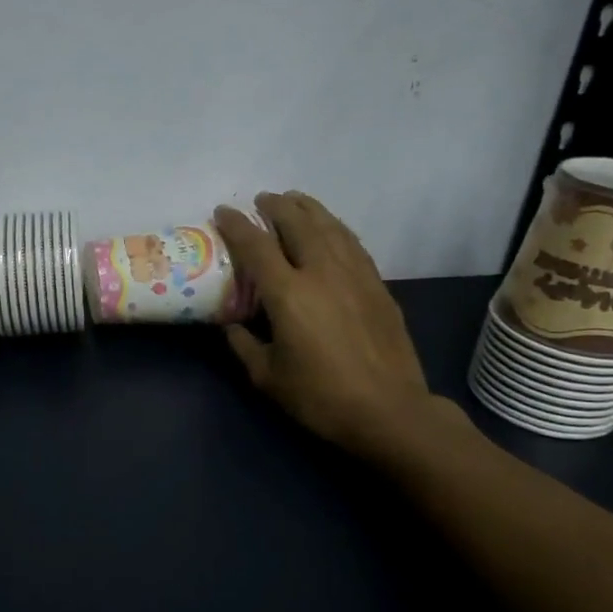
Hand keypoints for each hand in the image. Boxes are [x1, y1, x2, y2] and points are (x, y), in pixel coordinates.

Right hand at [214, 193, 449, 461]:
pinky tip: (329, 228)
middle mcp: (322, 273)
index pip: (256, 245)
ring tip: (294, 200)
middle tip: (261, 200)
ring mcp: (355, 275)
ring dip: (308, 208)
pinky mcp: (377, 285)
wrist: (389, 411)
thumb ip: (244, 345)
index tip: (222, 211)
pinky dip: (335, 228)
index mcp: (289, 294)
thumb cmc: (320, 396)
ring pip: (329, 227)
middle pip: (297, 223)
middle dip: (276, 206)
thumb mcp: (267, 377)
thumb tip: (231, 326)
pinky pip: (352, 243)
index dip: (236, 225)